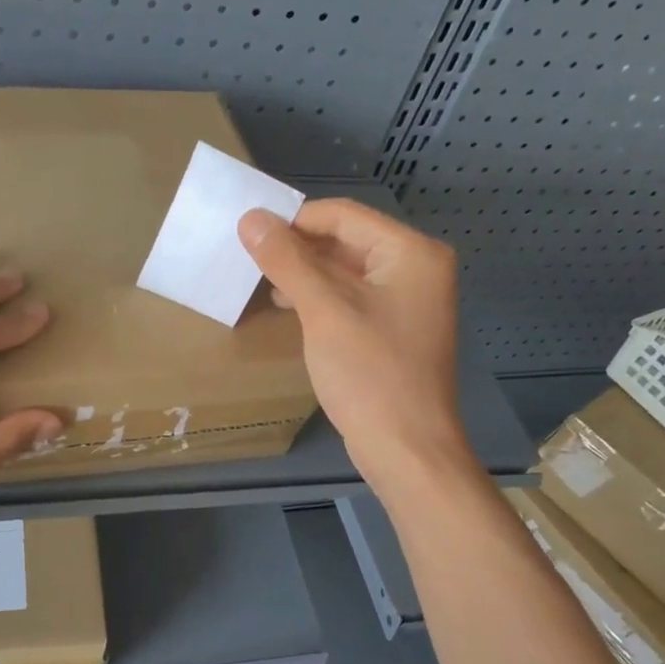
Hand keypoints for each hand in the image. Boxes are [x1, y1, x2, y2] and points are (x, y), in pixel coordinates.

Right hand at [239, 199, 470, 492]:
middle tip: (250, 260)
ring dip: (305, 274)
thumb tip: (250, 219)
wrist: (406, 448)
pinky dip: (320, 298)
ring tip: (264, 284)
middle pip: (346, 240)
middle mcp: (416, 268)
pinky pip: (351, 298)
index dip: (293, 220)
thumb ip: (286, 260)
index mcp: (411, 252)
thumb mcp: (323, 311)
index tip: (248, 235)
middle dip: (298, 248)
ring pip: (345, 271)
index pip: (343, 215)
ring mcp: (407, 301)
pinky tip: (290, 308)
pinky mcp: (394, 329)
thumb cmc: (369, 373)